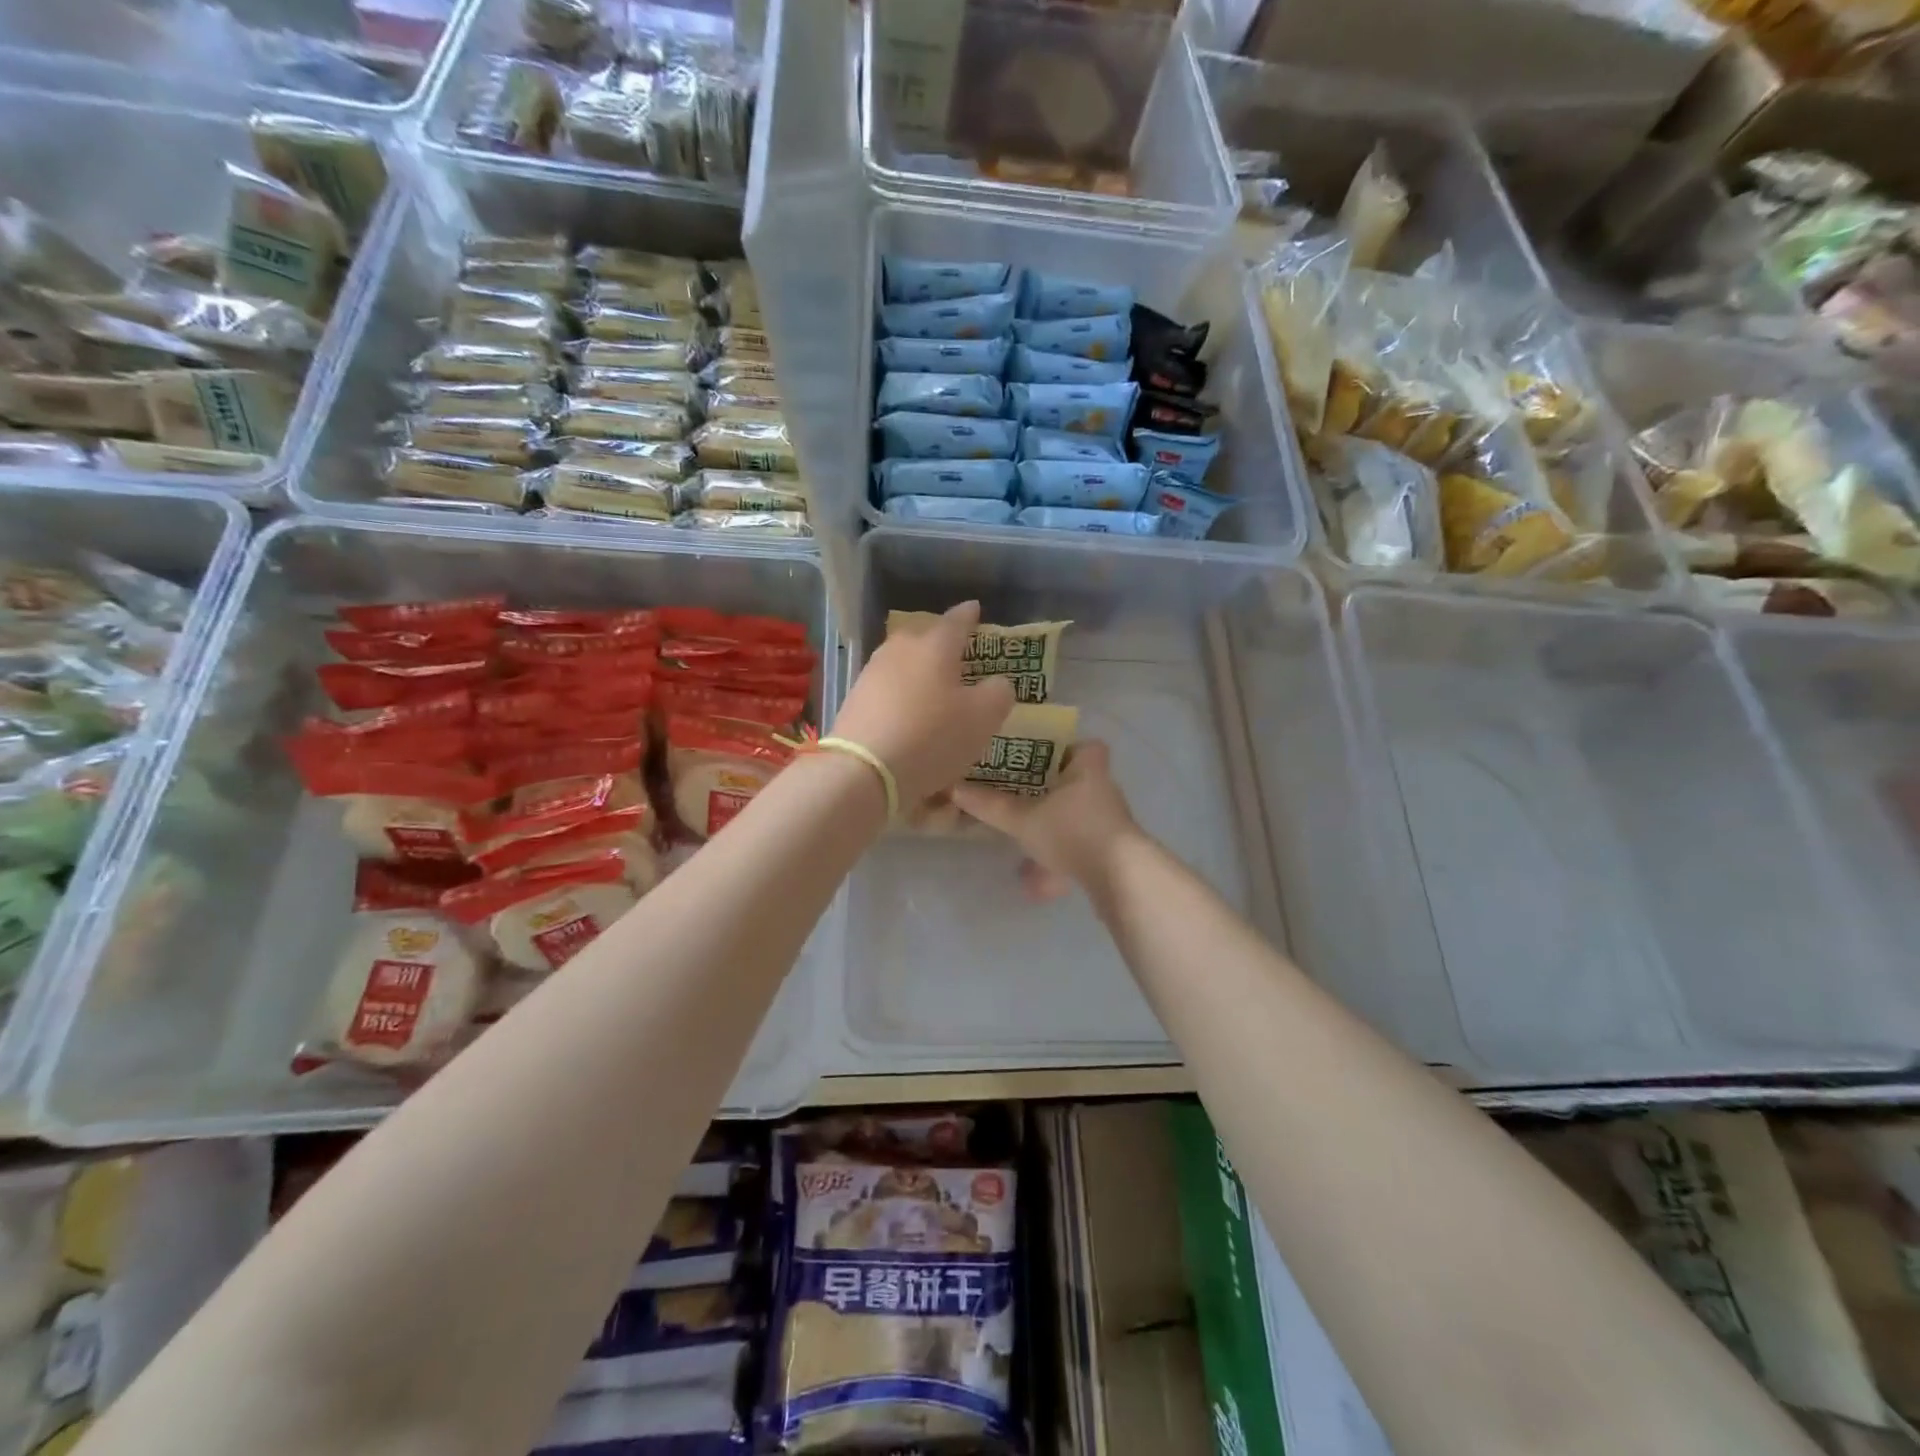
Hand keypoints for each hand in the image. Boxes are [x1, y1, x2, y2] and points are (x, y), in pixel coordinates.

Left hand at [831, 601, 1015, 807]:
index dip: (969, 615)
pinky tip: (909, 717)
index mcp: (935, 646)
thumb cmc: (932, 737)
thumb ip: (998, 693)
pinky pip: (888, 690)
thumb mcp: (983, 718)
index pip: (957, 620)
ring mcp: (872, 673)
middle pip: (924, 638)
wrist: (863, 770)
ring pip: (904, 664)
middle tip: (957, 654)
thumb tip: (997, 683)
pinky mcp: (855, 700)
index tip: (975, 608)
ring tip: (934, 689)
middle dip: (941, 643)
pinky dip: (902, 698)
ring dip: (920, 673)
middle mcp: (901, 650)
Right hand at [951, 740, 1141, 900]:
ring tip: (1023, 835)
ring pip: (1077, 816)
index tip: (1037, 756)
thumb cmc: (1072, 830)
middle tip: (1019, 793)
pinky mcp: (1111, 850)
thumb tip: (954, 789)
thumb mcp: (1023, 818)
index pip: (1084, 744)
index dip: (1064, 748)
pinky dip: (1060, 856)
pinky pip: (1080, 844)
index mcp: (1088, 767)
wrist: (1119, 877)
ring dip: (1054, 825)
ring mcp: (1110, 821)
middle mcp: (1103, 788)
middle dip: (1051, 789)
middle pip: (1076, 781)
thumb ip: (991, 805)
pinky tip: (1038, 881)